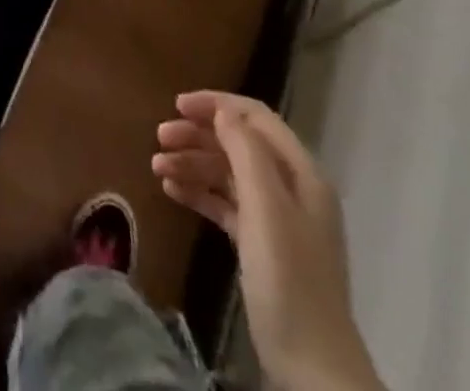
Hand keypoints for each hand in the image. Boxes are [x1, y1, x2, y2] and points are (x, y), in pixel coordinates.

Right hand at [154, 93, 380, 390]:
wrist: (312, 369)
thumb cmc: (289, 278)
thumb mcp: (266, 208)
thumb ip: (245, 153)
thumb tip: (222, 112)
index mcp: (301, 173)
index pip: (255, 118)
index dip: (216, 105)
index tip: (176, 105)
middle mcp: (291, 189)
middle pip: (239, 143)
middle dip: (198, 135)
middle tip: (159, 138)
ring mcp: (276, 220)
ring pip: (228, 174)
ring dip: (193, 164)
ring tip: (157, 168)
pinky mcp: (261, 247)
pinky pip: (225, 205)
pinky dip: (199, 193)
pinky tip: (172, 192)